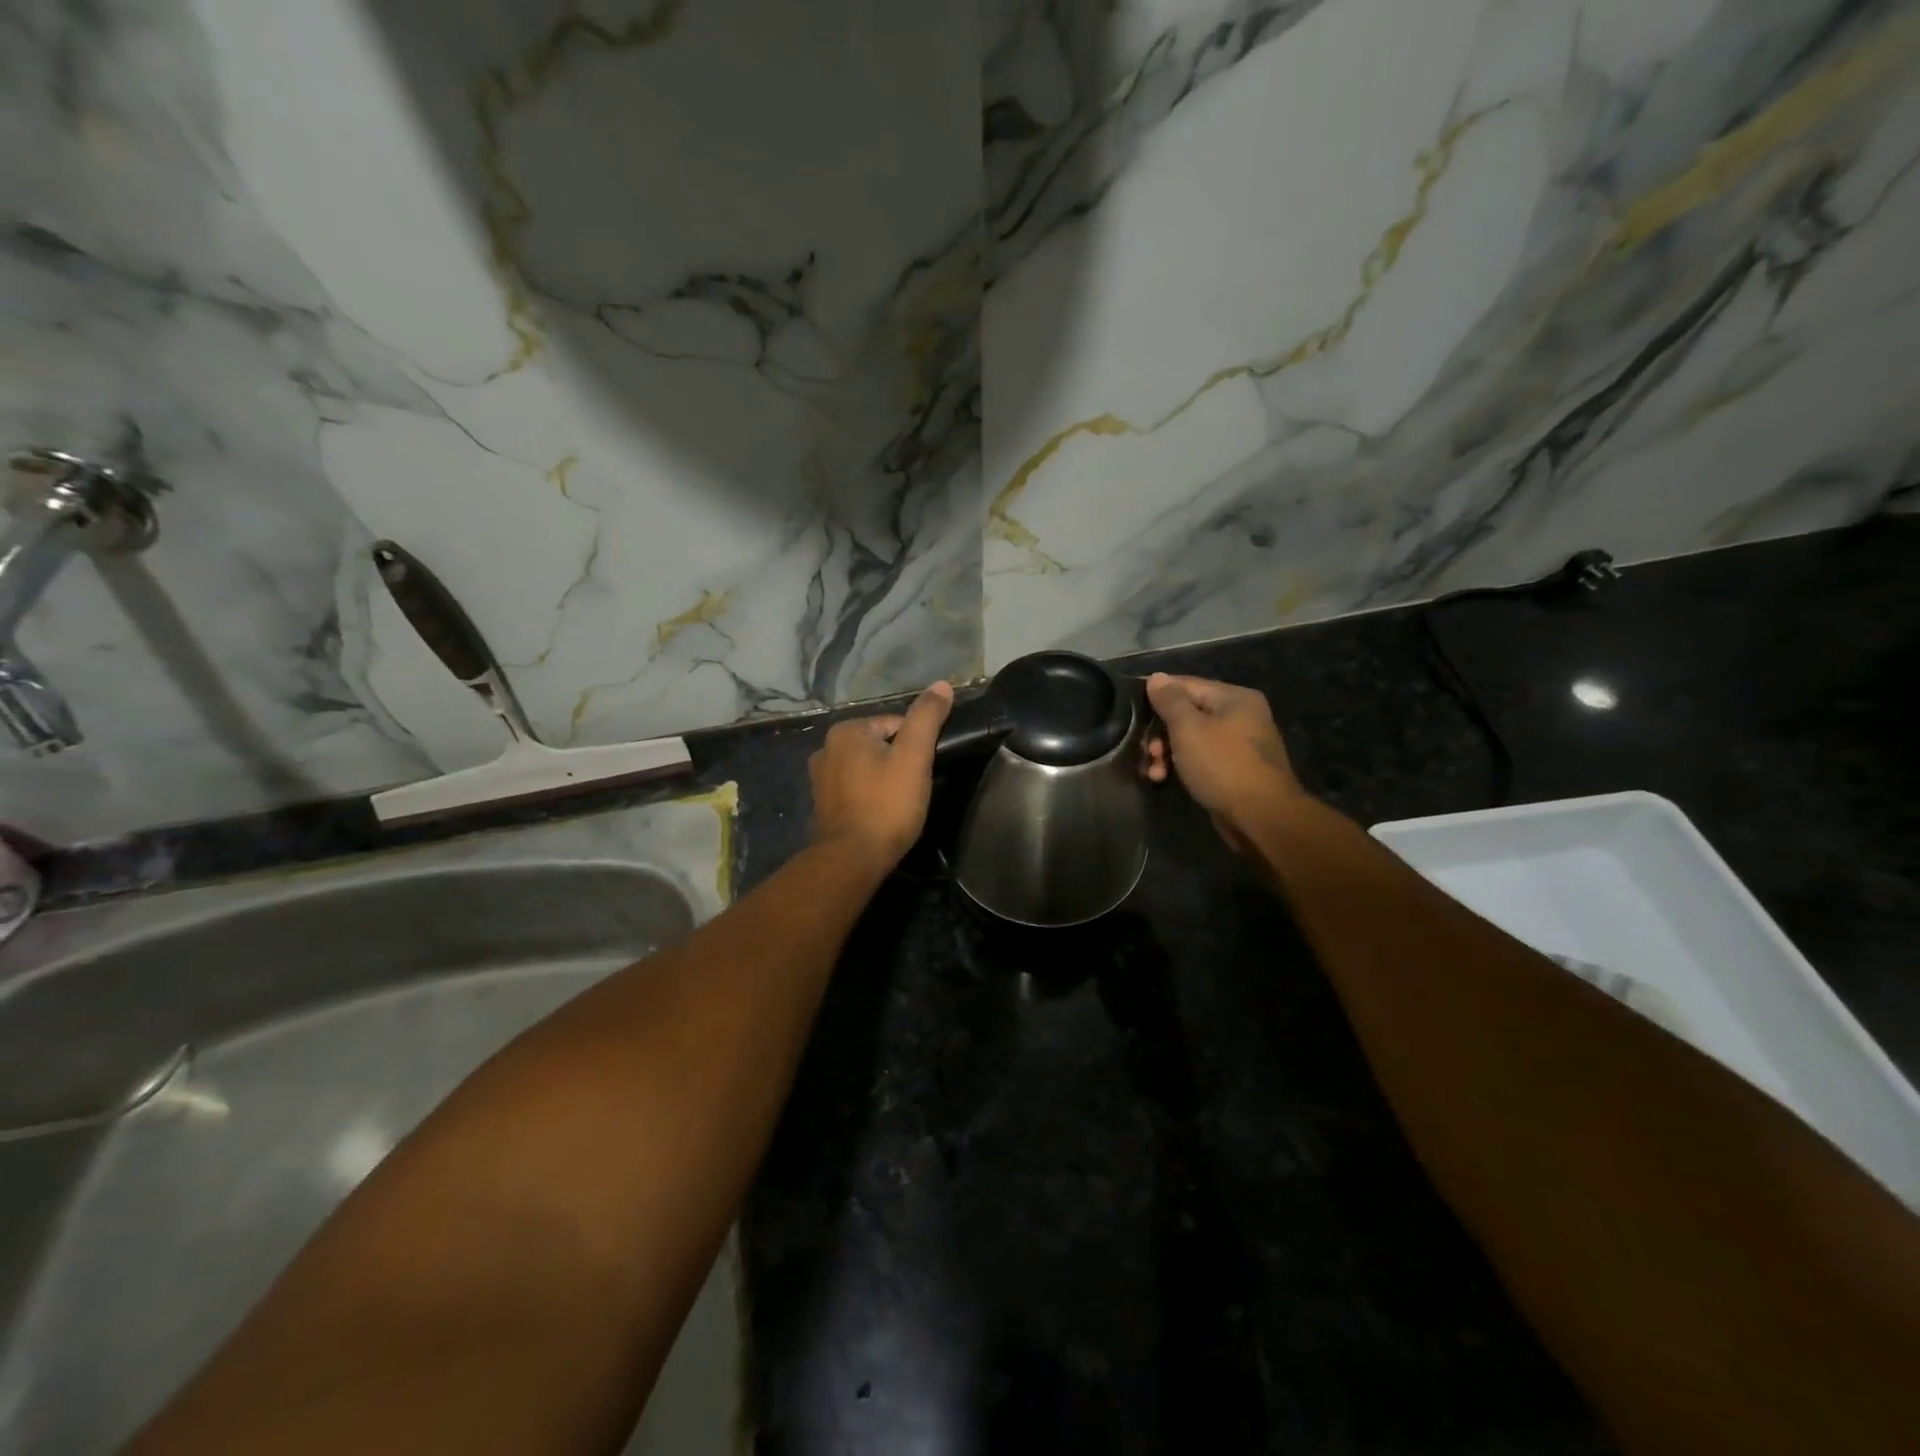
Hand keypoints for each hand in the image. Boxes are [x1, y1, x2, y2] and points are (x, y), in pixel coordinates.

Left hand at [808, 681, 953, 865]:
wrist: (853, 858)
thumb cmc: (887, 804)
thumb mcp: (914, 756)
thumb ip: (927, 717)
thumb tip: (942, 684)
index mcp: (846, 730)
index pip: (896, 724)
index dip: (916, 747)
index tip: (923, 771)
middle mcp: (826, 747)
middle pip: (881, 744)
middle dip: (900, 762)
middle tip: (913, 789)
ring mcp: (820, 777)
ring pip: (868, 766)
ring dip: (885, 779)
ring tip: (899, 803)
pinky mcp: (822, 802)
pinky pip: (855, 787)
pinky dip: (870, 794)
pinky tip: (880, 812)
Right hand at [1143, 673, 1306, 853]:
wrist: (1262, 817)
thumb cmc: (1223, 766)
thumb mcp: (1189, 729)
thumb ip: (1170, 701)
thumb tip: (1157, 677)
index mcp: (1234, 697)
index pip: (1185, 684)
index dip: (1156, 696)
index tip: (1131, 712)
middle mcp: (1240, 715)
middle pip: (1187, 713)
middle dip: (1160, 732)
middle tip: (1147, 752)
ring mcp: (1239, 744)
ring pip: (1191, 738)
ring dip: (1166, 753)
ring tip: (1153, 773)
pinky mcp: (1234, 769)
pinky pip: (1200, 758)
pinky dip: (1181, 765)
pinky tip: (1164, 779)